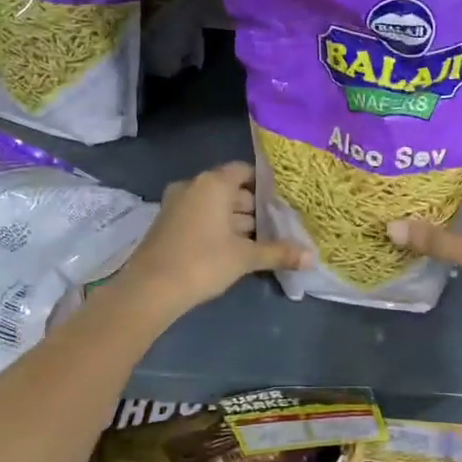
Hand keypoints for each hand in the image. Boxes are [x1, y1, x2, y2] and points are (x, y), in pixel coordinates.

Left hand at [116, 161, 308, 319]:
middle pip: (231, 190)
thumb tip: (312, 258)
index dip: (265, 184)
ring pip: (215, 206)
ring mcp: (176, 204)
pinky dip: (217, 228)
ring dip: (235, 221)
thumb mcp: (245, 258)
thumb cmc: (202, 262)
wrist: (150, 290)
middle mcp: (193, 186)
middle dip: (253, 208)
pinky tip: (235, 249)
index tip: (283, 200)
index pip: (245, 171)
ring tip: (261, 240)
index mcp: (213, 183)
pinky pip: (200, 217)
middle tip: (278, 225)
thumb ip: (278, 252)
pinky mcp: (167, 224)